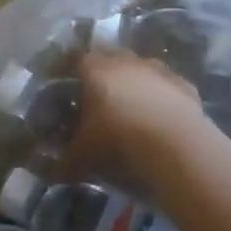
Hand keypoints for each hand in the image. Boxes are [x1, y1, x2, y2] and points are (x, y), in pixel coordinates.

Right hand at [64, 51, 206, 182]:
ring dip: (132, 81)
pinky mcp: (183, 84)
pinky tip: (158, 115)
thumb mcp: (81, 158)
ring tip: (128, 105)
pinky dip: (159, 95)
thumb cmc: (117, 142)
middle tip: (94, 94)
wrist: (175, 146)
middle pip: (108, 57)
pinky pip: (165, 84)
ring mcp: (157, 70)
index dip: (65, 68)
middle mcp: (126, 61)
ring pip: (139, 68)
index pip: (73, 58)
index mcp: (95, 70)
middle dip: (99, 72)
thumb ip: (61, 163)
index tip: (60, 79)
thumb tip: (47, 172)